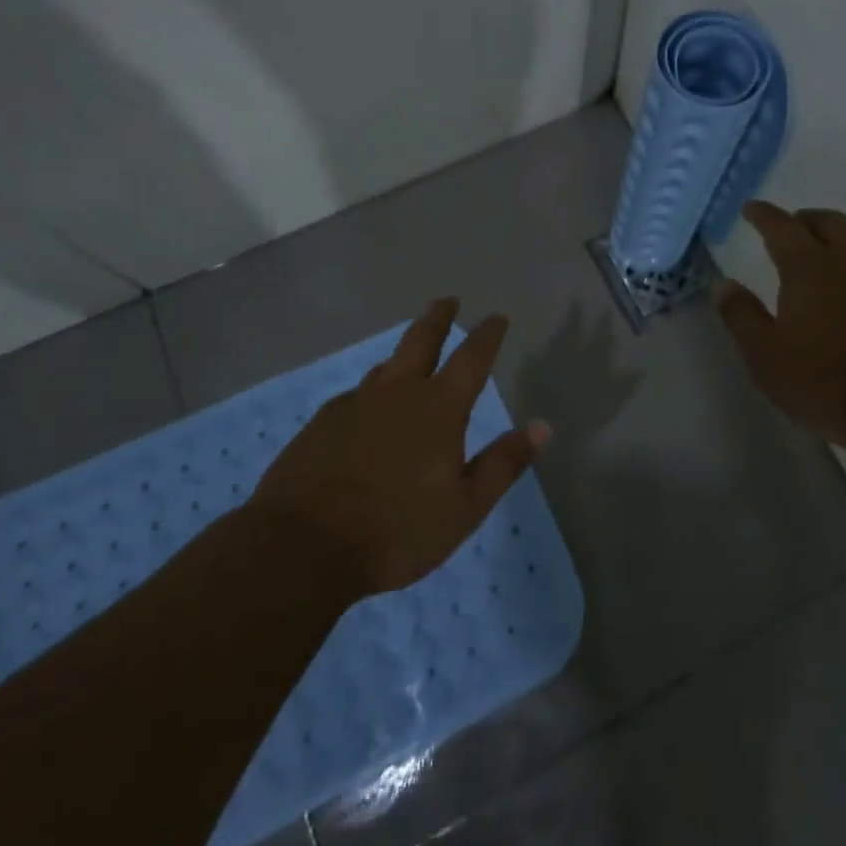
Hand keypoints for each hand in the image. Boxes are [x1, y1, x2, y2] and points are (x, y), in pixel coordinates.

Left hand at [247, 299, 548, 600]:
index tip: (496, 317)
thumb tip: (542, 426)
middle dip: (438, 317)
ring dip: (403, 354)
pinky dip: (372, 393)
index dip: (487, 335)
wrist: (303, 545)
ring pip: (386, 366)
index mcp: (438, 409)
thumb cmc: (396, 530)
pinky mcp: (323, 422)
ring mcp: (356, 404)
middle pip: (421, 340)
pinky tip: (367, 410)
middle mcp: (398, 393)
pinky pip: (357, 396)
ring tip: (410, 354)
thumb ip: (503, 463)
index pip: (471, 359)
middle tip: (447, 300)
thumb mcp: (465, 507)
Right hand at [715, 202, 845, 460]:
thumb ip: (742, 316)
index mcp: (810, 268)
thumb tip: (723, 285)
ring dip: (841, 237)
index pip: (782, 227)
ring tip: (828, 251)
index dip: (764, 215)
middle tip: (791, 227)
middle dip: (806, 219)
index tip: (751, 209)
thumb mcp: (766, 356)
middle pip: (830, 222)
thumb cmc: (827, 382)